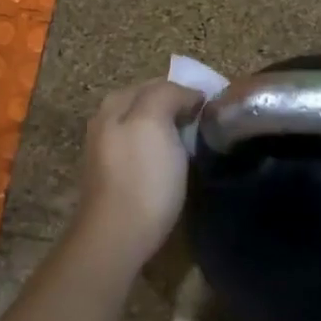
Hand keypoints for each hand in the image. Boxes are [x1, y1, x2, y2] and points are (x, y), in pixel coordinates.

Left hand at [69, 79, 204, 272]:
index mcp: (115, 103)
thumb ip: (168, 95)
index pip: (159, 83)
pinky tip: (175, 167)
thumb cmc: (143, 178)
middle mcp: (106, 121)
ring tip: (196, 147)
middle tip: (208, 126)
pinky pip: (144, 153)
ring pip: (147, 129)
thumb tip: (188, 95)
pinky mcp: (115, 178)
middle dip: (178, 110)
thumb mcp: (154, 122)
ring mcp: (108, 151)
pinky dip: (162, 154)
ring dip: (171, 133)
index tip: (214, 109)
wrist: (117, 237)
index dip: (188, 92)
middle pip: (151, 105)